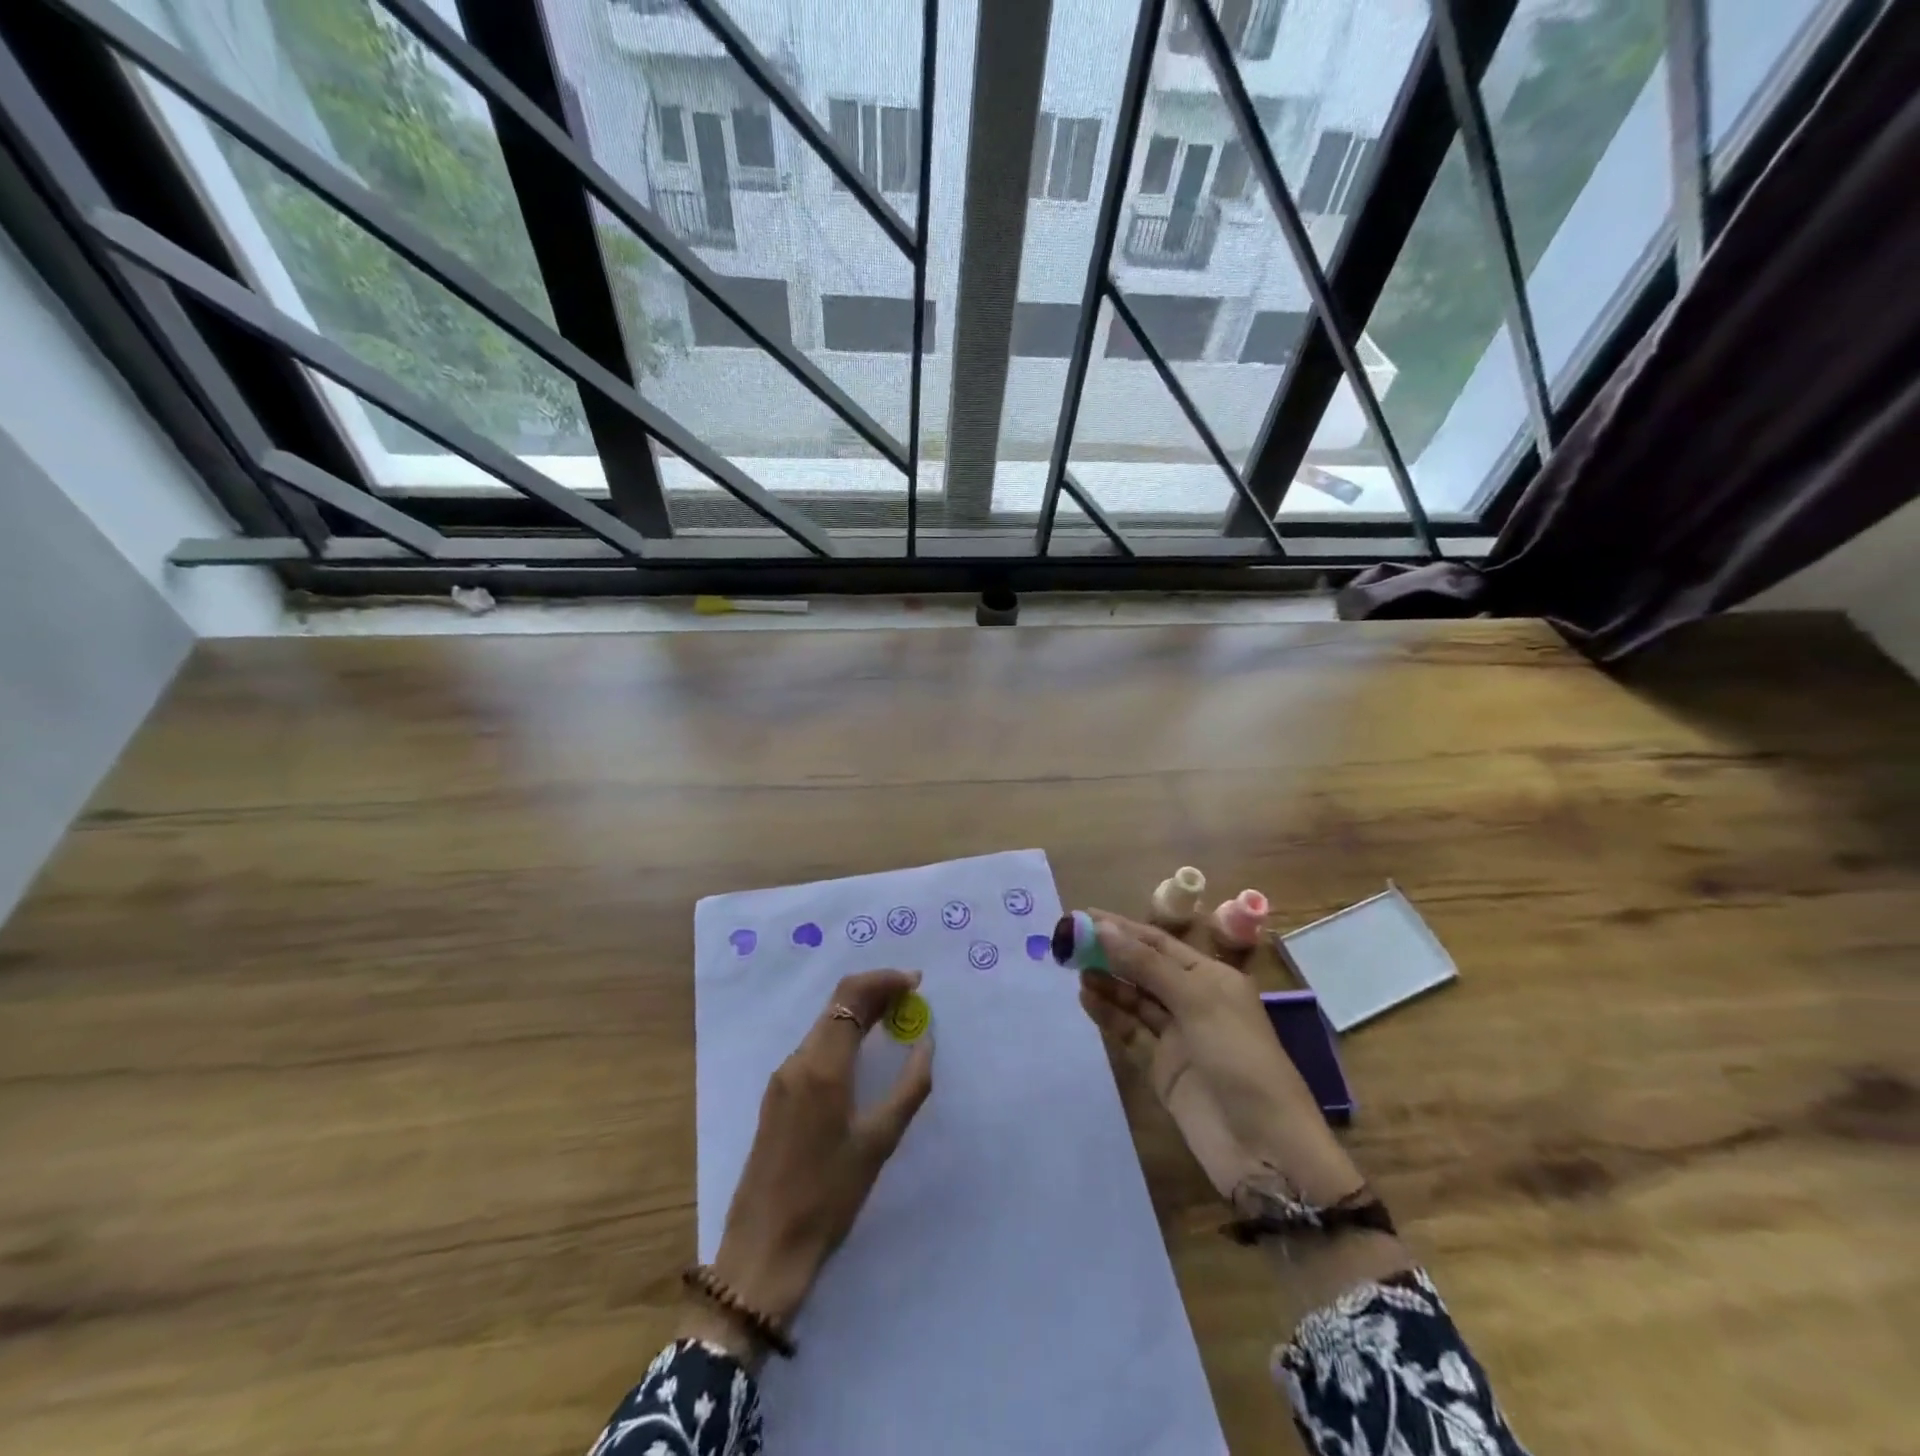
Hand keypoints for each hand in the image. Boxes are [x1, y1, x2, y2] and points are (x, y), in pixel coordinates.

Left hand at [691, 969, 932, 1359]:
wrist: (763, 1249)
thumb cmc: (828, 1197)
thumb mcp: (879, 1143)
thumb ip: (909, 1087)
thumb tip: (926, 1042)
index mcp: (822, 1066)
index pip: (852, 995)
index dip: (886, 980)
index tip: (917, 983)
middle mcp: (797, 1060)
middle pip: (838, 1004)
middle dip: (876, 993)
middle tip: (912, 1000)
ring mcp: (782, 1078)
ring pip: (825, 1024)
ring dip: (860, 1012)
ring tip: (895, 1021)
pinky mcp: (777, 1096)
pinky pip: (815, 1047)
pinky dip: (843, 1036)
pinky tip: (864, 1053)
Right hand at [1078, 912, 1361, 1206]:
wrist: (1265, 1148)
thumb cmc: (1239, 1059)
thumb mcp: (1197, 1001)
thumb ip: (1146, 965)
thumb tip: (1101, 927)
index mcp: (1211, 977)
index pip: (1158, 943)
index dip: (1121, 928)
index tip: (1082, 916)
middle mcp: (1193, 1000)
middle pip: (1143, 968)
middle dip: (1109, 953)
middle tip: (1067, 942)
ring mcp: (1177, 1036)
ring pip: (1134, 1000)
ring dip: (1106, 982)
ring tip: (1072, 969)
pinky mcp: (1162, 1068)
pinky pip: (1130, 1033)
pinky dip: (1109, 1015)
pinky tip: (1086, 999)